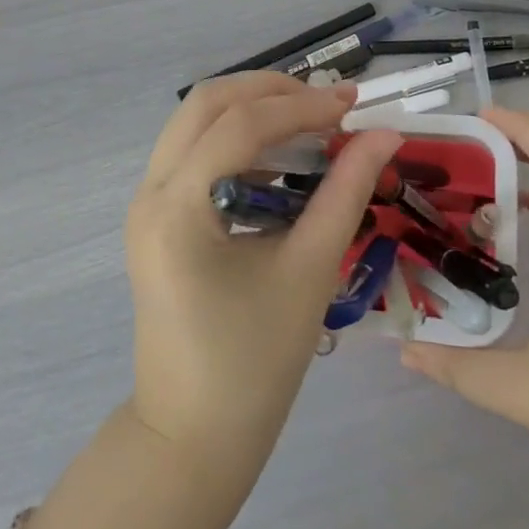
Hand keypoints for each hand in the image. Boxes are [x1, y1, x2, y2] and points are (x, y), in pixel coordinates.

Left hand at [125, 72, 402, 466]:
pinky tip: (279, 163)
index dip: (302, 106)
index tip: (354, 104)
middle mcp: (150, 191)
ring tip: (309, 126)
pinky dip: (236, 142)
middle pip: (206, 103)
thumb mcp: (308, 271)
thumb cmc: (254, 364)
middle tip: (326, 104)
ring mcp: (146, 203)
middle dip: (269, 91)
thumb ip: (346, 193)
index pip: (241, 125)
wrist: (192, 438)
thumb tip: (383, 136)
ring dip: (251, 112)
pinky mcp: (155, 217)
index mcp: (177, 207)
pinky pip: (194, 154)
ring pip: (196, 122)